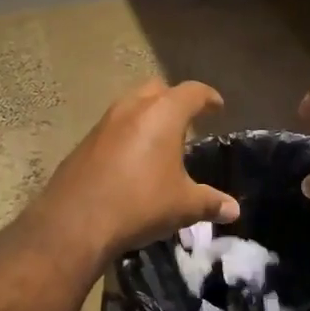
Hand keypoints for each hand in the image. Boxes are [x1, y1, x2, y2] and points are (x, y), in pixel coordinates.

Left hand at [32, 79, 238, 257]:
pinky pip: (112, 128)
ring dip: (147, 116)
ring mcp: (103, 123)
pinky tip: (131, 160)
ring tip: (159, 140)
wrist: (75, 220)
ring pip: (130, 106)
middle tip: (187, 120)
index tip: (217, 106)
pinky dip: (127, 134)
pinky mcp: (84, 142)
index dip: (208, 97)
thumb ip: (210, 203)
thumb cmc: (140, 203)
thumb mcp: (183, 206)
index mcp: (162, 114)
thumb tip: (233, 209)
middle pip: (157, 90)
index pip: (191, 92)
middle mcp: (131, 108)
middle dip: (174, 100)